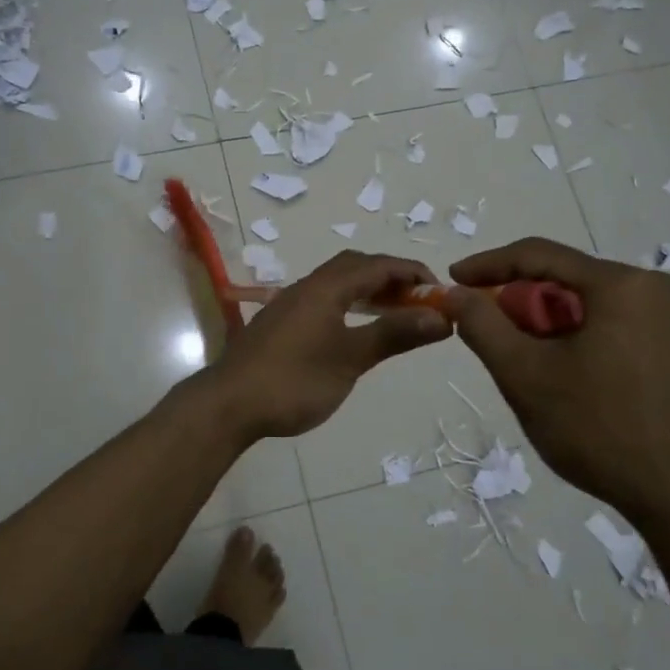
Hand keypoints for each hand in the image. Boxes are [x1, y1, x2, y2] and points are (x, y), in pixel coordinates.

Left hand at [202, 252, 450, 441]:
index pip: (377, 265)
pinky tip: (354, 330)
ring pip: (336, 283)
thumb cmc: (294, 380)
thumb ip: (393, 334)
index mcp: (326, 288)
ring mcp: (289, 304)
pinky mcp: (280, 323)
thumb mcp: (350, 359)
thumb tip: (440, 317)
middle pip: (355, 266)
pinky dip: (348, 304)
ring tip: (394, 314)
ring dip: (368, 291)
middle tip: (418, 302)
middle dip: (390, 277)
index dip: (412, 272)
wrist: (229, 404)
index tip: (440, 291)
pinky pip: (323, 299)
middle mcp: (307, 287)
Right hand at [447, 239, 669, 528]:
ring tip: (517, 362)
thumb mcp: (526, 375)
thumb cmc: (602, 429)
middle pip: (562, 280)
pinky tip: (557, 376)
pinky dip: (571, 340)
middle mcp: (651, 289)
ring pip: (583, 306)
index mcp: (621, 284)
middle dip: (517, 303)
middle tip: (483, 332)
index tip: (451, 281)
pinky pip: (606, 326)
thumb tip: (456, 293)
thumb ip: (483, 326)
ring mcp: (667, 320)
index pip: (537, 254)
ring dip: (542, 326)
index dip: (487, 264)